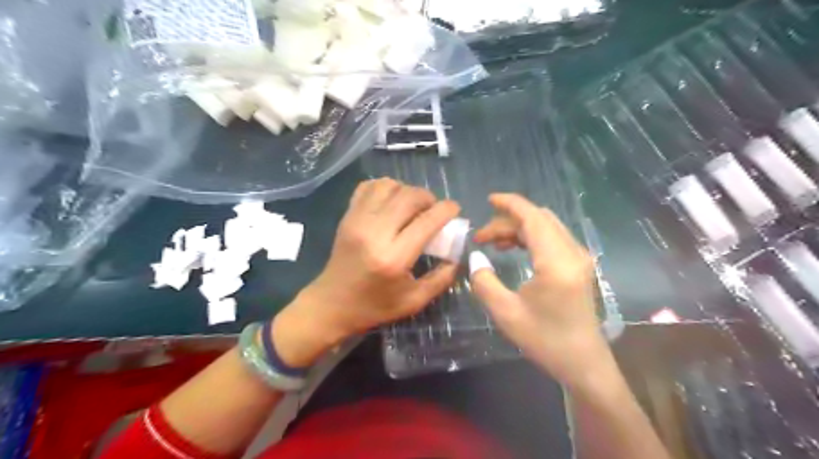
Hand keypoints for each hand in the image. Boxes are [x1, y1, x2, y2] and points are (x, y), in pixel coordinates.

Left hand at [271, 178, 458, 366]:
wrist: (331, 305)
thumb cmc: (374, 307)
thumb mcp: (414, 301)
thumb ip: (442, 278)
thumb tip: (457, 255)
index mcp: (393, 258)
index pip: (427, 221)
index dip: (446, 210)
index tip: (455, 209)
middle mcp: (374, 233)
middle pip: (409, 196)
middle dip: (429, 198)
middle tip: (434, 209)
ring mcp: (357, 221)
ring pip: (389, 186)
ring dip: (407, 191)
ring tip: (412, 206)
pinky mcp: (347, 217)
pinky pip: (368, 187)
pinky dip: (385, 188)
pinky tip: (391, 202)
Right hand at [467, 194, 606, 389]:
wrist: (583, 363)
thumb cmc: (545, 340)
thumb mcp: (505, 313)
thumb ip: (484, 281)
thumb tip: (476, 257)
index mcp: (556, 262)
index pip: (533, 218)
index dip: (510, 204)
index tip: (488, 199)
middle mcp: (573, 253)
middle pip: (539, 219)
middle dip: (508, 220)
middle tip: (482, 237)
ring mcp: (579, 258)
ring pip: (546, 227)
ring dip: (518, 228)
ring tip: (493, 243)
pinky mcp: (579, 265)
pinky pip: (552, 238)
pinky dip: (530, 237)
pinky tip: (513, 249)